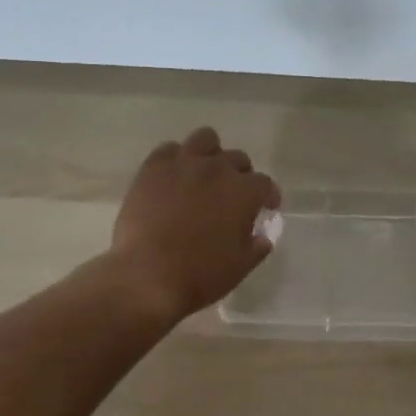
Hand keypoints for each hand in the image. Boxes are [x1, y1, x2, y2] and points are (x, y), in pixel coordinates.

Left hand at [109, 127, 280, 322]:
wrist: (147, 275)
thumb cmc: (200, 275)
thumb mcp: (240, 266)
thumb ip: (257, 246)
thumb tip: (262, 236)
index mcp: (243, 192)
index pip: (265, 184)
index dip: (268, 196)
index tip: (266, 208)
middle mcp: (217, 169)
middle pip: (237, 159)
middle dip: (240, 175)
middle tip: (232, 196)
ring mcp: (183, 164)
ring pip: (205, 139)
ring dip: (210, 154)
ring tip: (204, 174)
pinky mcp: (153, 168)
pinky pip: (169, 149)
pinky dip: (176, 159)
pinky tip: (174, 177)